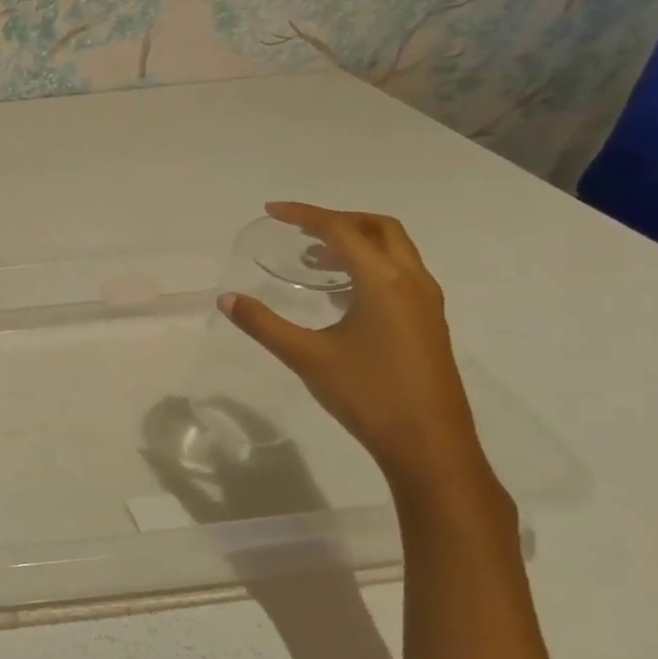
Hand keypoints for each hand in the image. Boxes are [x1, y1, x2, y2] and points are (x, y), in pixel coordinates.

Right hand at [219, 202, 492, 503]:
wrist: (431, 447)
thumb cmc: (368, 395)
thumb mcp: (307, 357)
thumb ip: (264, 324)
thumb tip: (227, 299)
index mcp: (385, 282)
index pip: (342, 230)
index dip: (305, 214)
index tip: (271, 211)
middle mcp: (412, 282)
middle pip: (379, 228)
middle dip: (338, 219)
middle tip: (299, 228)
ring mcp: (426, 303)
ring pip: (395, 250)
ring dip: (355, 242)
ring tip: (314, 258)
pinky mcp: (429, 323)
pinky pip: (400, 273)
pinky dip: (369, 265)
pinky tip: (342, 293)